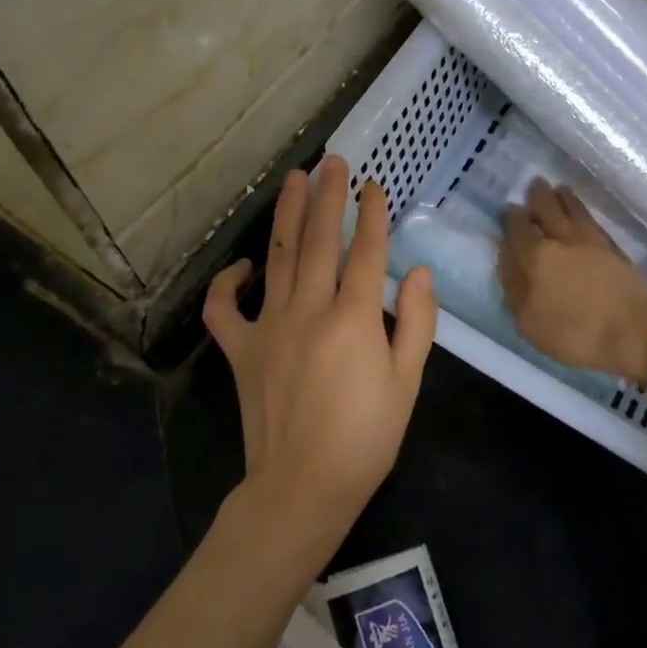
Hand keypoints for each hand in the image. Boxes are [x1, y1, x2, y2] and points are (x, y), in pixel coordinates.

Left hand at [204, 156, 437, 552]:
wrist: (303, 487)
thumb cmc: (366, 438)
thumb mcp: (408, 382)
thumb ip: (418, 322)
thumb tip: (419, 273)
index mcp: (355, 318)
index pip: (367, 251)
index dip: (373, 214)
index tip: (374, 185)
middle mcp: (310, 310)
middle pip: (319, 240)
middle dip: (327, 197)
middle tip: (331, 161)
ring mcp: (269, 326)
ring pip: (278, 258)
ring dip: (286, 215)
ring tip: (294, 179)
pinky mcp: (241, 350)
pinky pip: (226, 309)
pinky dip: (228, 283)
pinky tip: (243, 264)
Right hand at [498, 180, 646, 388]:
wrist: (639, 333)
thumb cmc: (576, 333)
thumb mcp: (529, 322)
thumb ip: (513, 286)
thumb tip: (506, 255)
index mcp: (537, 256)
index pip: (519, 228)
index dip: (512, 217)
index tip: (509, 209)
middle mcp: (563, 241)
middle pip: (548, 211)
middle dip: (538, 197)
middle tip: (534, 185)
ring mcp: (593, 244)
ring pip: (574, 212)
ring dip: (564, 199)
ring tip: (559, 189)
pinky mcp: (617, 252)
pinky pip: (594, 224)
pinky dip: (584, 213)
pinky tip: (583, 215)